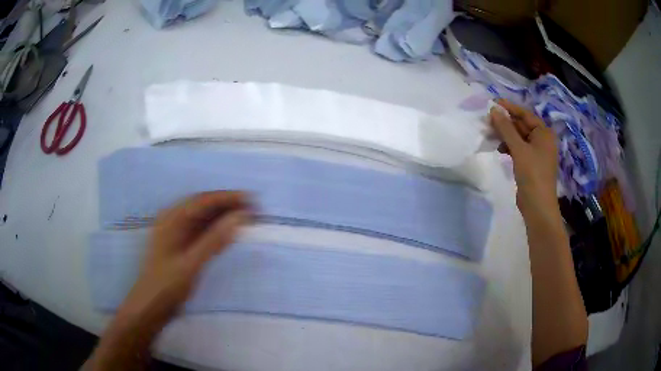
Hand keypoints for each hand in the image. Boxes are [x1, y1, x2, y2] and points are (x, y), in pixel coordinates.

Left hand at [120, 191, 251, 325]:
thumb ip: (214, 240)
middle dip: (228, 205)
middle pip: (203, 205)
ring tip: (245, 219)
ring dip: (223, 216)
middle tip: (253, 210)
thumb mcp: (191, 264)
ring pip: (202, 217)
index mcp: (172, 218)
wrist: (150, 307)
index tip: (252, 200)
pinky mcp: (179, 245)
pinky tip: (228, 233)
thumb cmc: (167, 285)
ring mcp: (175, 232)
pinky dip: (216, 229)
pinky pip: (200, 230)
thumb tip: (240, 217)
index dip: (228, 198)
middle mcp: (173, 219)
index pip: (203, 200)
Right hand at [489, 99, 557, 217]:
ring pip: (519, 137)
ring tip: (491, 134)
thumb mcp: (518, 149)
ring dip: (506, 135)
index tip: (493, 103)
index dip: (509, 108)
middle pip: (522, 125)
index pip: (525, 114)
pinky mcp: (531, 163)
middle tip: (488, 120)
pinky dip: (509, 147)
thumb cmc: (532, 174)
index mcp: (544, 133)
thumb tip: (493, 109)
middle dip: (506, 123)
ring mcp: (537, 153)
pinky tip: (499, 149)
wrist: (538, 206)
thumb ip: (506, 128)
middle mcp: (542, 140)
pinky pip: (519, 149)